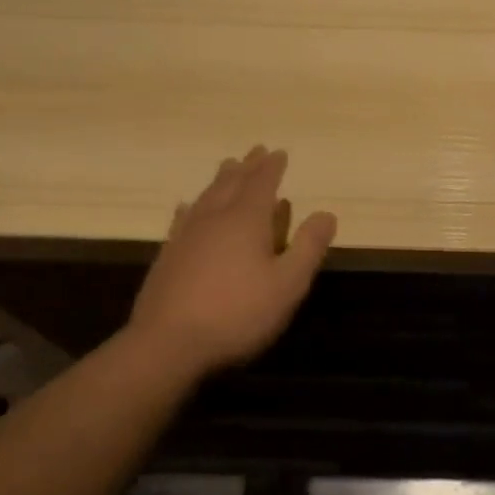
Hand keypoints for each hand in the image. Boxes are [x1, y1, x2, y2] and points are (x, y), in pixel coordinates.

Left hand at [126, 146, 336, 376]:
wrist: (168, 343)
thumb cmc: (238, 313)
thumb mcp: (288, 284)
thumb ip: (308, 247)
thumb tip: (326, 214)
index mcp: (246, 220)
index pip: (262, 183)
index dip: (272, 167)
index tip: (279, 152)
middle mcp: (214, 218)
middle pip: (232, 183)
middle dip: (247, 166)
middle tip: (255, 150)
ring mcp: (187, 235)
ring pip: (206, 196)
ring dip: (220, 180)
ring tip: (228, 167)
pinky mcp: (168, 255)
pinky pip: (183, 218)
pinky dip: (192, 206)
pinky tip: (187, 206)